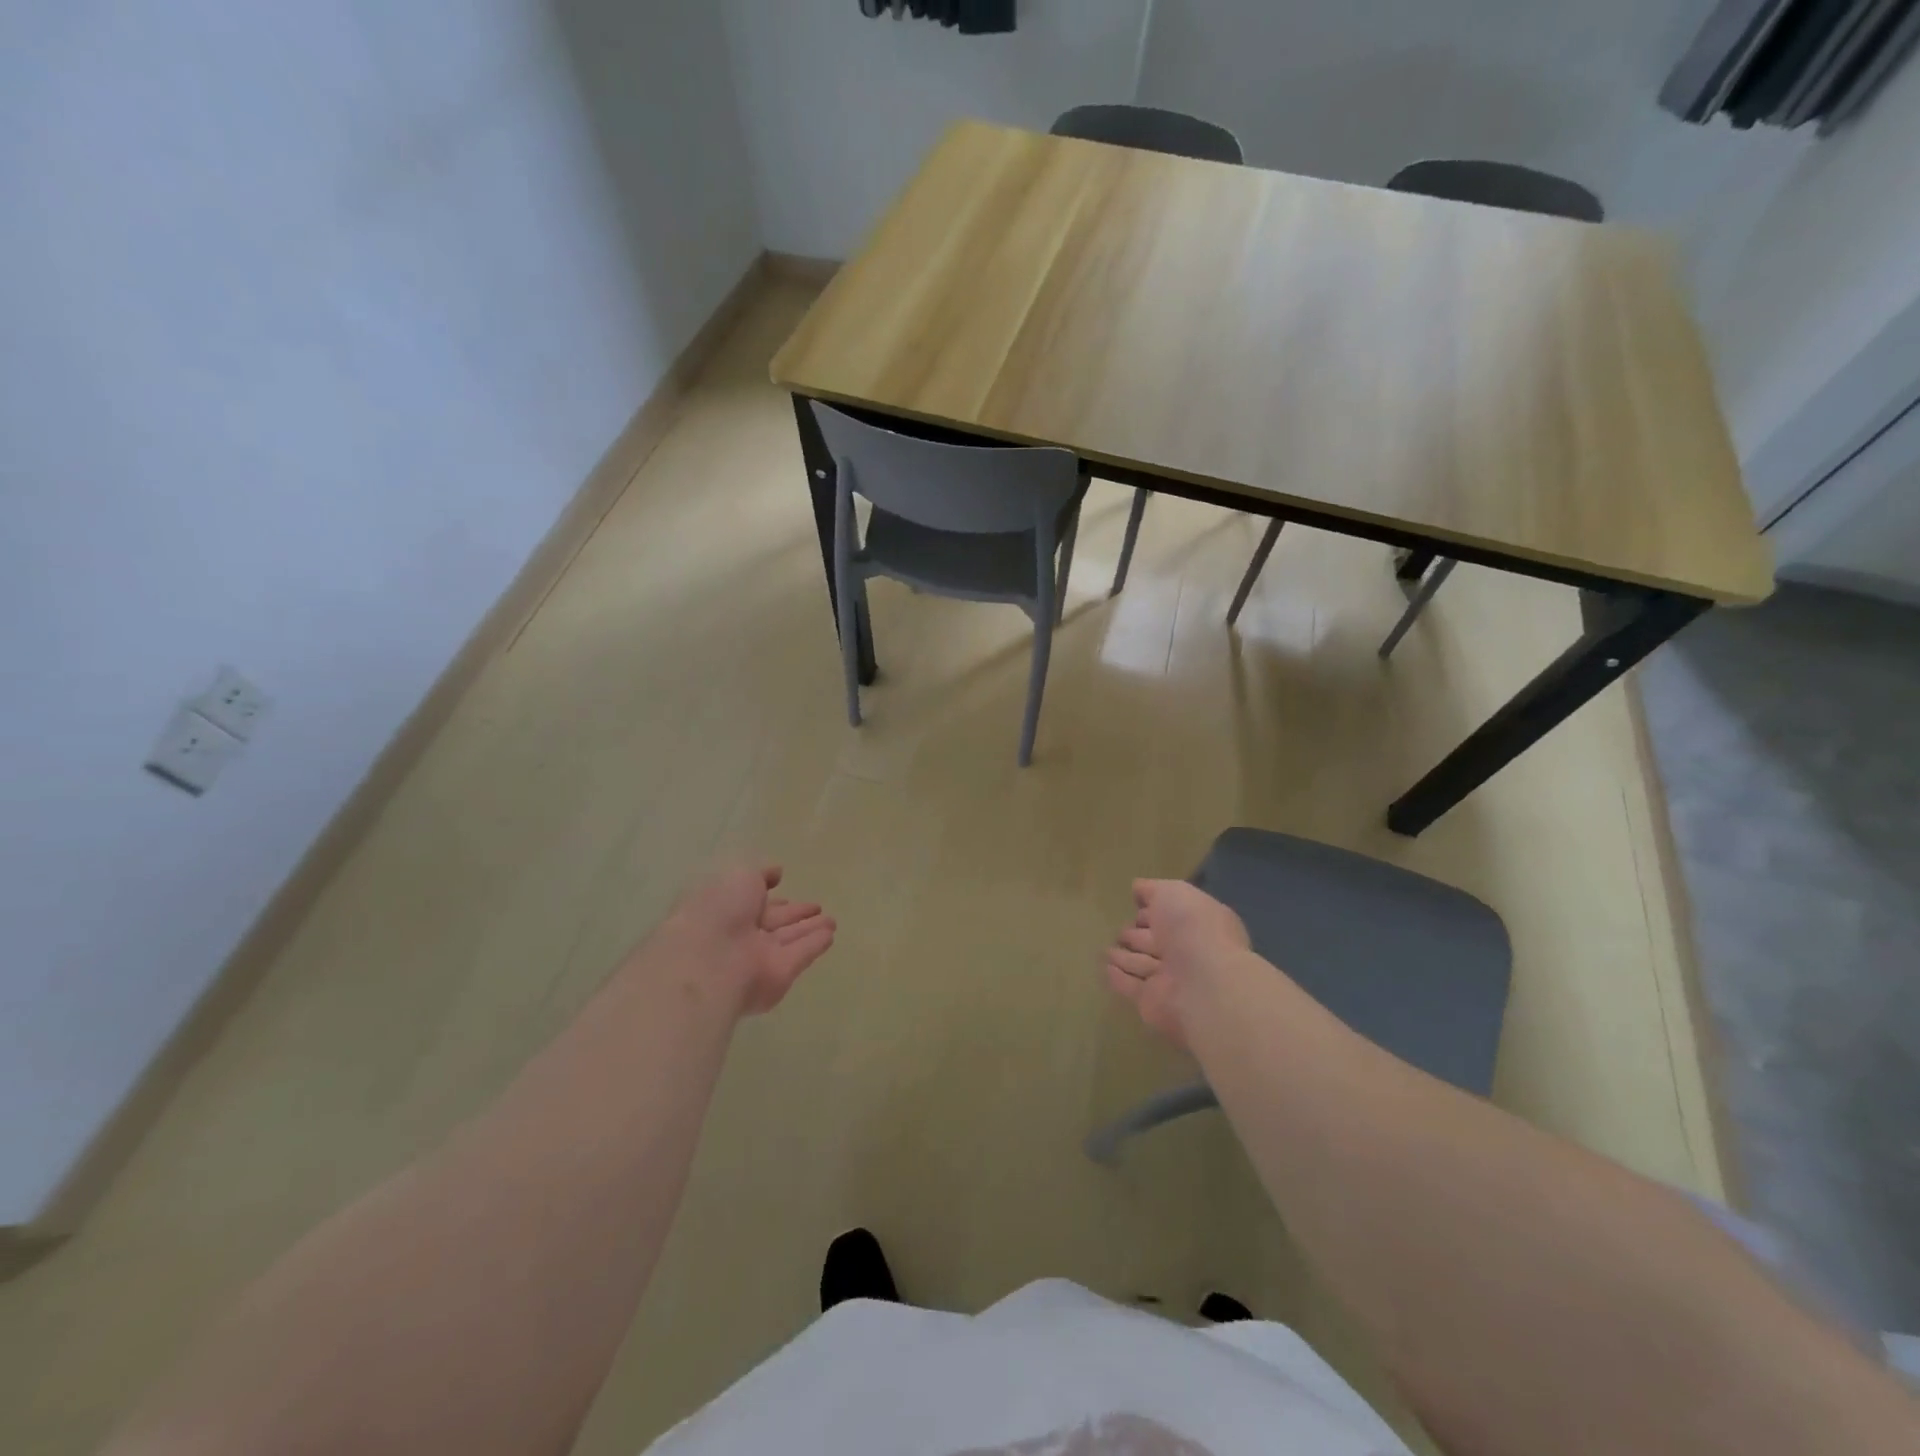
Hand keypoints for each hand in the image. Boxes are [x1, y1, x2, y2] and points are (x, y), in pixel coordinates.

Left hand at [656, 864, 835, 1015]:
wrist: (709, 961)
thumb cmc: (718, 910)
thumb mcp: (739, 876)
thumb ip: (761, 873)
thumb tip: (777, 872)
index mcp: (724, 909)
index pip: (752, 901)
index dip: (770, 896)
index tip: (786, 889)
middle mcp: (741, 934)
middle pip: (773, 922)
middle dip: (794, 914)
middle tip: (816, 906)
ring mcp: (759, 957)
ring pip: (789, 938)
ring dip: (809, 929)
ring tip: (832, 920)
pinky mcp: (779, 975)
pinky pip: (801, 955)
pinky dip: (815, 945)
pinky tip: (830, 935)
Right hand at [1103, 879, 1250, 1049]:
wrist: (1203, 983)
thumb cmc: (1192, 928)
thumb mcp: (1172, 892)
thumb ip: (1152, 889)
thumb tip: (1137, 888)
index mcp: (1196, 924)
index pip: (1168, 915)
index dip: (1152, 910)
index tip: (1134, 907)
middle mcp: (1185, 951)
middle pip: (1155, 941)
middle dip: (1137, 936)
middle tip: (1119, 932)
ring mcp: (1169, 979)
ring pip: (1142, 964)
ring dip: (1125, 958)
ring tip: (1106, 951)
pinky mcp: (1152, 1002)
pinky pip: (1131, 986)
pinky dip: (1118, 978)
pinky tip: (1105, 969)